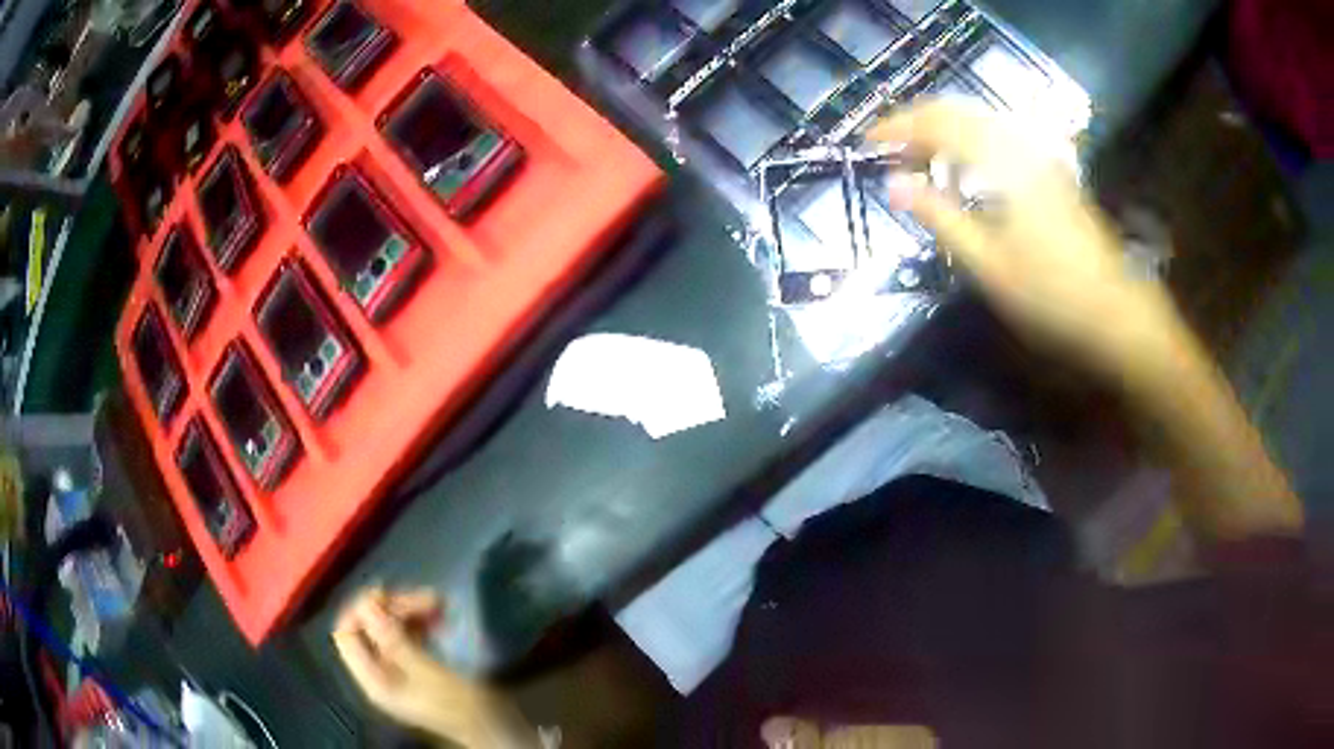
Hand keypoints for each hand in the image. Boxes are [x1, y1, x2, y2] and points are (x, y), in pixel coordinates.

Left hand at [332, 587, 538, 747]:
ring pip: (388, 629)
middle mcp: (378, 674)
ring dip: (408, 612)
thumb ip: (393, 641)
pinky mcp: (415, 668)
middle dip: (393, 609)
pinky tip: (438, 617)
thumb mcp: (429, 674)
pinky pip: (404, 637)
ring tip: (439, 603)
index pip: (346, 634)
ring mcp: (396, 671)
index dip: (361, 609)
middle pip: (368, 628)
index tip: (390, 592)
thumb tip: (366, 604)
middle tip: (429, 599)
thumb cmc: (463, 706)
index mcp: (374, 679)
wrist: (497, 732)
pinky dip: (417, 623)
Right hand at [869, 100, 1185, 384]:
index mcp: (1003, 160)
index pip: (938, 122)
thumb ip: (940, 216)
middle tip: (890, 153)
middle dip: (918, 125)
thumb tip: (893, 185)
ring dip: (944, 133)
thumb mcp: (988, 263)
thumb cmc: (1051, 294)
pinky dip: (970, 145)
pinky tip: (965, 172)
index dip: (898, 127)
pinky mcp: (1052, 171)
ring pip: (980, 123)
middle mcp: (1021, 144)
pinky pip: (1000, 139)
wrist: (1116, 313)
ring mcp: (1041, 155)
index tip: (867, 144)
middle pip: (959, 113)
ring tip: (920, 162)